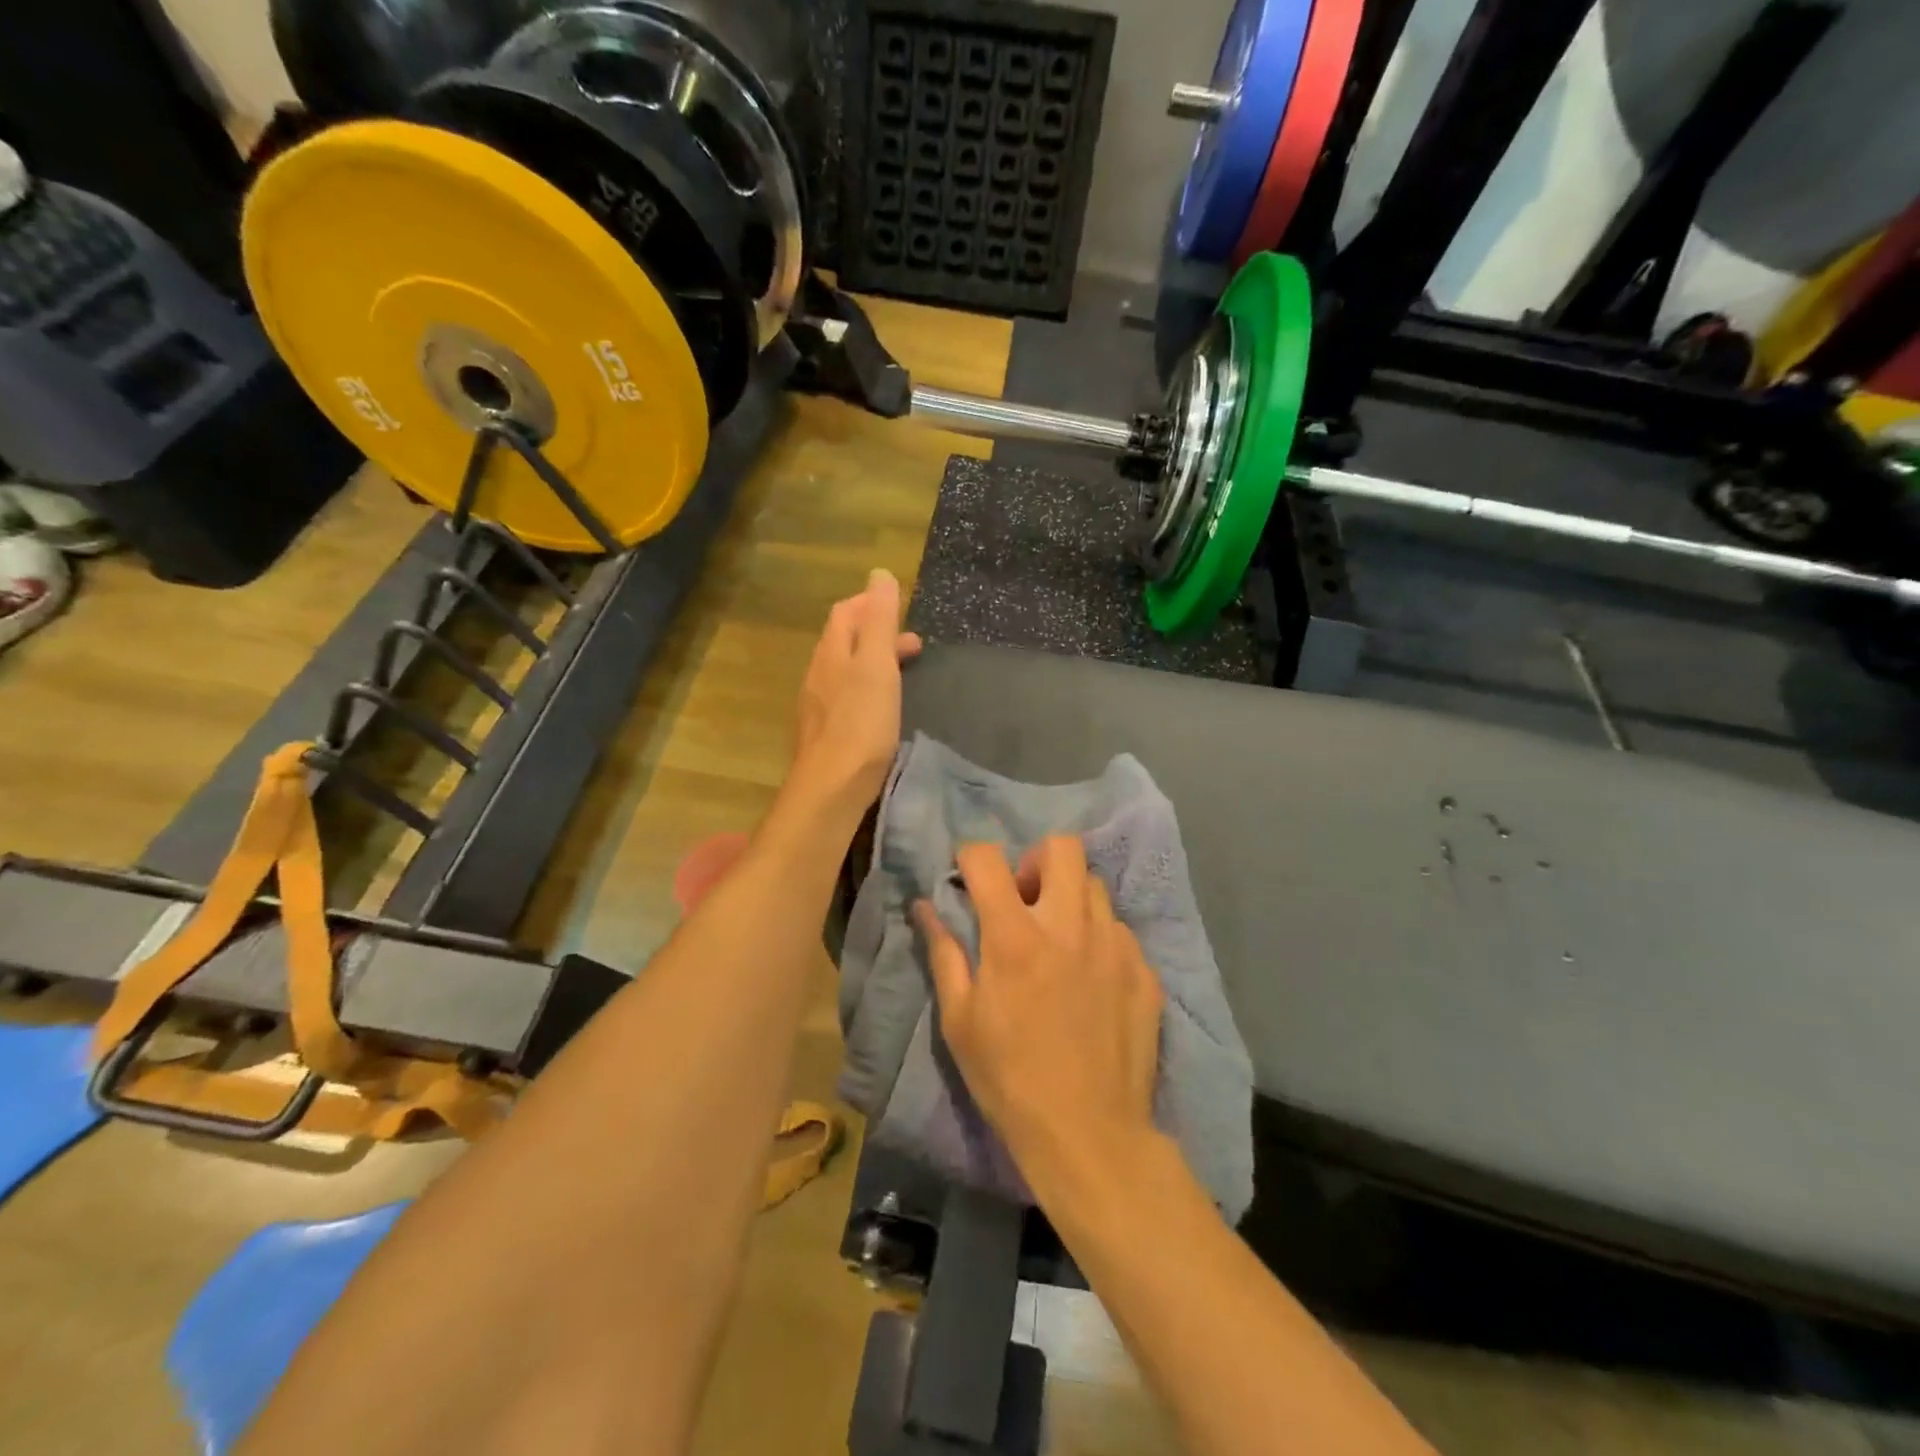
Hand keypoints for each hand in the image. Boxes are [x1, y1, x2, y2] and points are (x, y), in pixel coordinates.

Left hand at [791, 569, 922, 810]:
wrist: (831, 787)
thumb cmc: (861, 723)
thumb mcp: (876, 666)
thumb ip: (879, 621)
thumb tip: (879, 574)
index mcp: (832, 652)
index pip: (845, 613)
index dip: (870, 604)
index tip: (899, 608)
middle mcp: (819, 674)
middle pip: (844, 641)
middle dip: (876, 634)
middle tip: (912, 644)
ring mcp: (818, 706)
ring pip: (845, 670)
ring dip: (873, 662)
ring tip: (902, 673)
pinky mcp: (825, 733)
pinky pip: (845, 697)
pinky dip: (867, 689)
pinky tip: (881, 708)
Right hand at [917, 837, 1165, 1200]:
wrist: (1090, 1135)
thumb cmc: (1009, 1079)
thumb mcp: (960, 1020)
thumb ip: (944, 952)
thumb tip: (925, 906)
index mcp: (1016, 936)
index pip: (988, 858)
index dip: (969, 858)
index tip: (967, 878)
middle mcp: (1070, 926)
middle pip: (1062, 847)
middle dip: (1035, 860)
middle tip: (1024, 899)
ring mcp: (1115, 945)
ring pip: (1094, 885)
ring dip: (1069, 898)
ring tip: (1059, 939)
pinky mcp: (1144, 971)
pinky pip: (1120, 929)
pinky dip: (1099, 938)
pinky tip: (1091, 978)